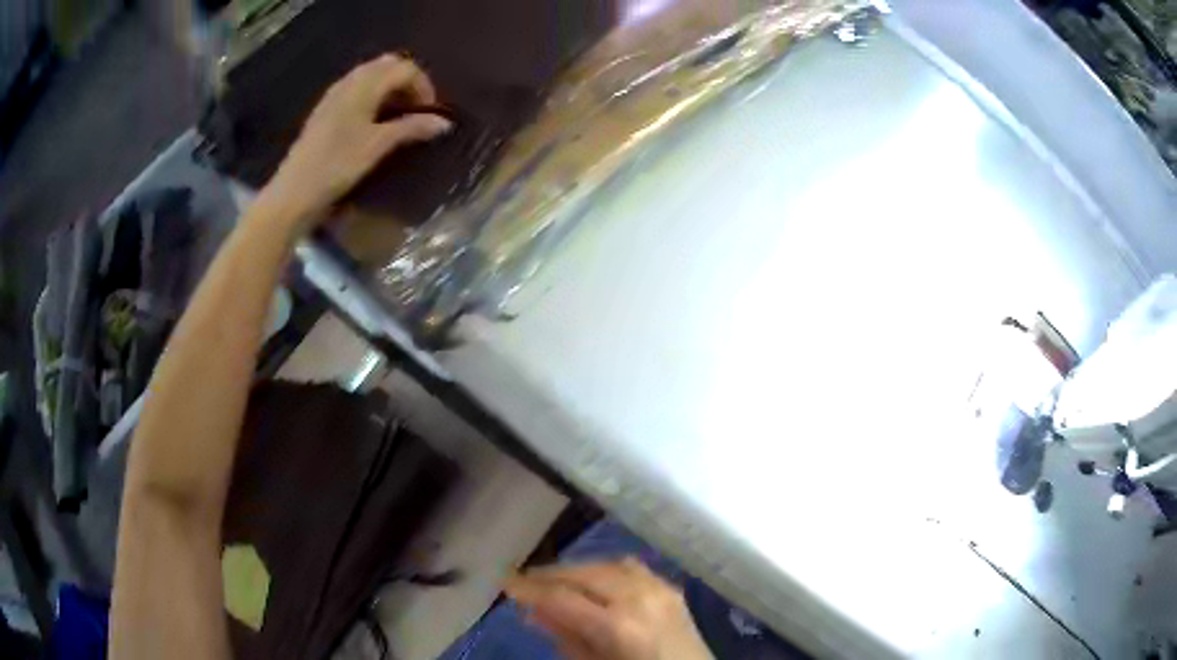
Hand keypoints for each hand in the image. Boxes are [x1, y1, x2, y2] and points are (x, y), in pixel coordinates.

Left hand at [264, 53, 452, 225]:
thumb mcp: (378, 146)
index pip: (404, 69)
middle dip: (407, 81)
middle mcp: (349, 82)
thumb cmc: (337, 166)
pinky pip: (356, 88)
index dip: (423, 86)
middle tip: (416, 109)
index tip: (430, 114)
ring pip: (371, 75)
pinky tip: (374, 121)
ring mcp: (334, 95)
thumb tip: (444, 122)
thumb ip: (411, 128)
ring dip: (390, 88)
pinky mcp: (325, 110)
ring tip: (398, 116)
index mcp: (364, 86)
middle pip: (387, 65)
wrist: (294, 192)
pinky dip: (373, 95)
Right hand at [506, 558, 713, 659]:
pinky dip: (606, 570)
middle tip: (524, 581)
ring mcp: (660, 589)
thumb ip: (566, 638)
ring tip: (554, 581)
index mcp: (617, 626)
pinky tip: (593, 580)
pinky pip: (632, 568)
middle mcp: (639, 598)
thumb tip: (533, 611)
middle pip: (584, 573)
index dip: (529, 589)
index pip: (562, 598)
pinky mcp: (672, 589)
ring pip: (607, 565)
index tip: (504, 582)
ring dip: (577, 570)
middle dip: (550, 575)